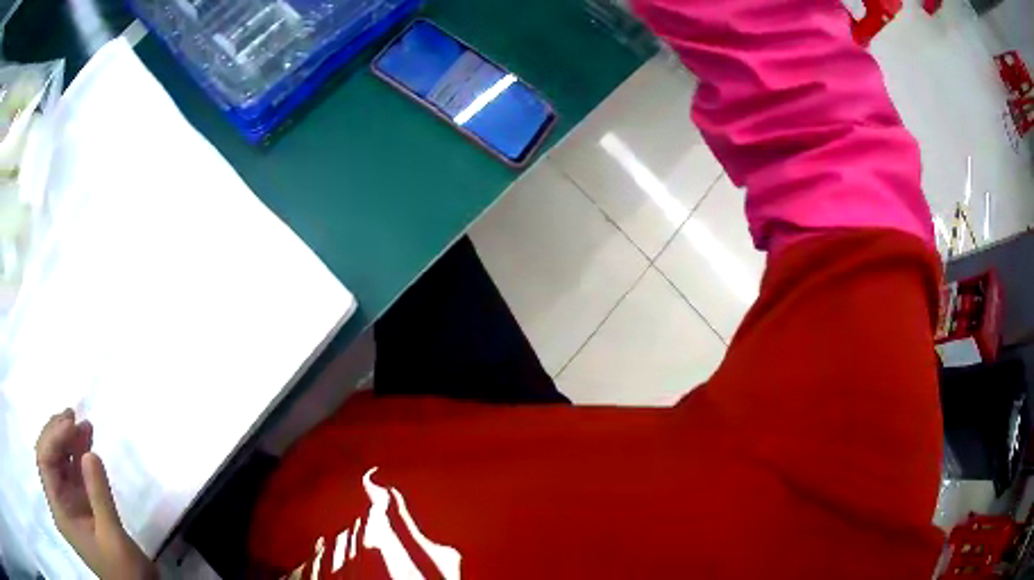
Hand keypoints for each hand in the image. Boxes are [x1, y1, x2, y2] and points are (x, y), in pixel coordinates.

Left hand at [36, 409, 157, 579]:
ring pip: (60, 462)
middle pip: (48, 457)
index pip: (44, 462)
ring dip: (68, 441)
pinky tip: (87, 442)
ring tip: (82, 423)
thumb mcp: (112, 536)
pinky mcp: (81, 506)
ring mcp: (69, 504)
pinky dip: (78, 454)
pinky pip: (73, 472)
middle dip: (57, 434)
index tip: (70, 423)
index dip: (52, 438)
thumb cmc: (124, 571)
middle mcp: (58, 503)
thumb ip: (99, 495)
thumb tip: (89, 452)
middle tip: (73, 415)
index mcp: (59, 511)